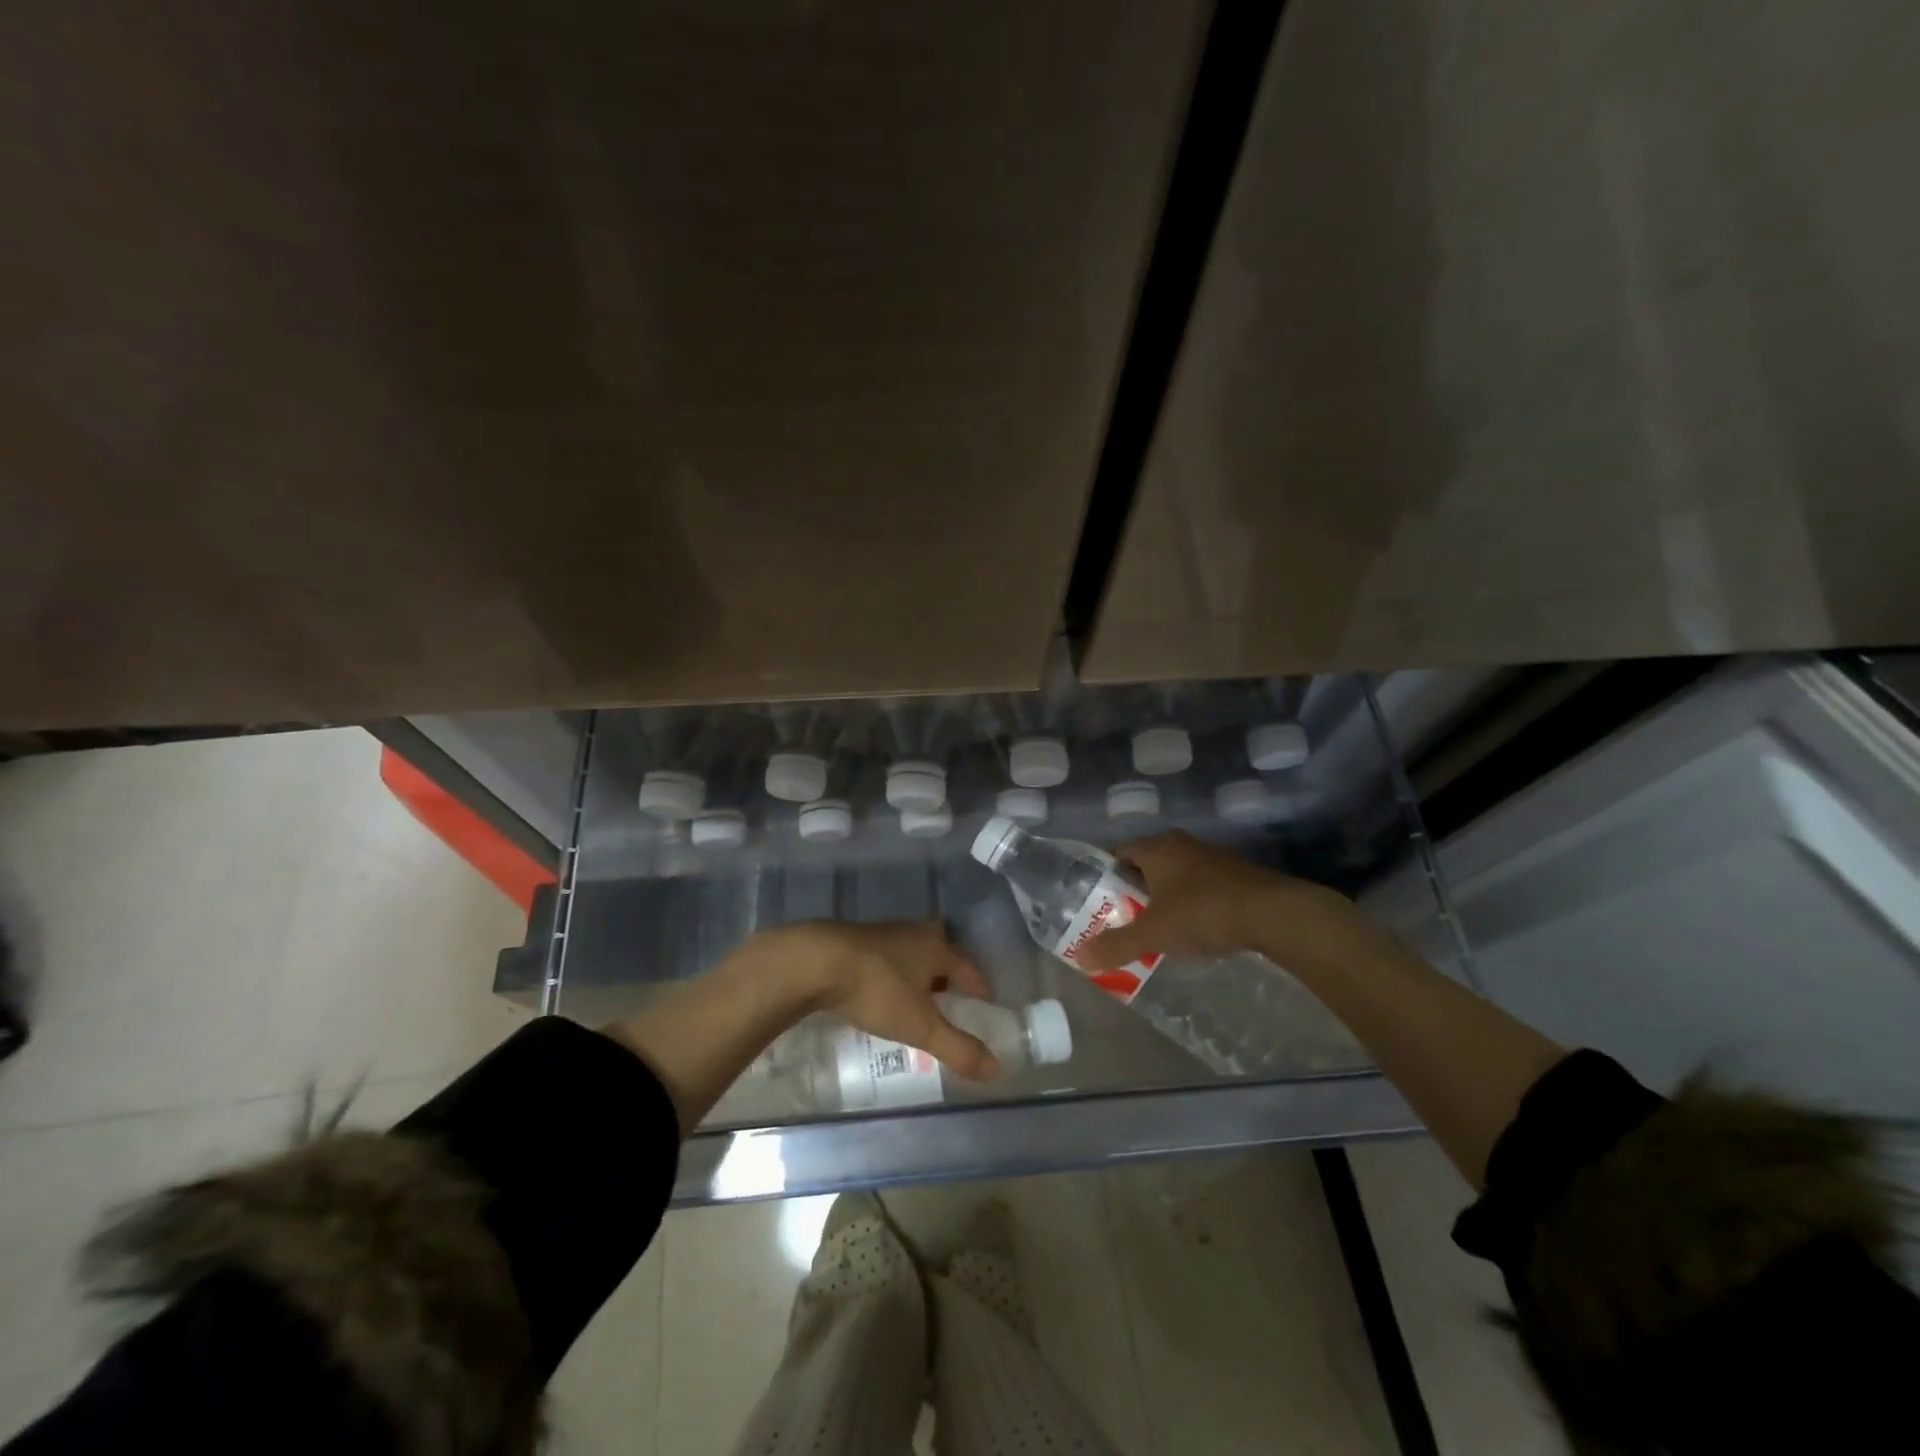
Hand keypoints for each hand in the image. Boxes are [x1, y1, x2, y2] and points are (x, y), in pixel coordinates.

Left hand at [778, 921, 999, 1080]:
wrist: (817, 962)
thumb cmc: (878, 990)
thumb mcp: (920, 1026)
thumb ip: (957, 1047)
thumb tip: (996, 1068)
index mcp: (934, 948)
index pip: (965, 964)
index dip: (977, 982)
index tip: (986, 998)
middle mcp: (911, 934)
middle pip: (937, 943)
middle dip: (946, 964)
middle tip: (949, 989)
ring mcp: (879, 934)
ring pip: (907, 947)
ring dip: (915, 966)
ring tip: (915, 992)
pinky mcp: (851, 941)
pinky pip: (881, 954)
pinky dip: (888, 969)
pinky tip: (879, 988)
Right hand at [1078, 831, 1366, 972]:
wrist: (1273, 913)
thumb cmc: (1202, 913)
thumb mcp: (1153, 933)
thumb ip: (1117, 945)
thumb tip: (1079, 957)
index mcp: (1156, 848)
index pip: (1118, 852)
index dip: (1104, 875)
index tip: (1096, 900)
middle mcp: (1181, 844)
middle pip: (1146, 863)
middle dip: (1133, 889)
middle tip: (1121, 917)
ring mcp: (1210, 857)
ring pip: (1175, 874)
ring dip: (1163, 896)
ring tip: (1154, 926)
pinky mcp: (1234, 873)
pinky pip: (1199, 884)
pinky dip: (1190, 901)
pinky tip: (1193, 926)